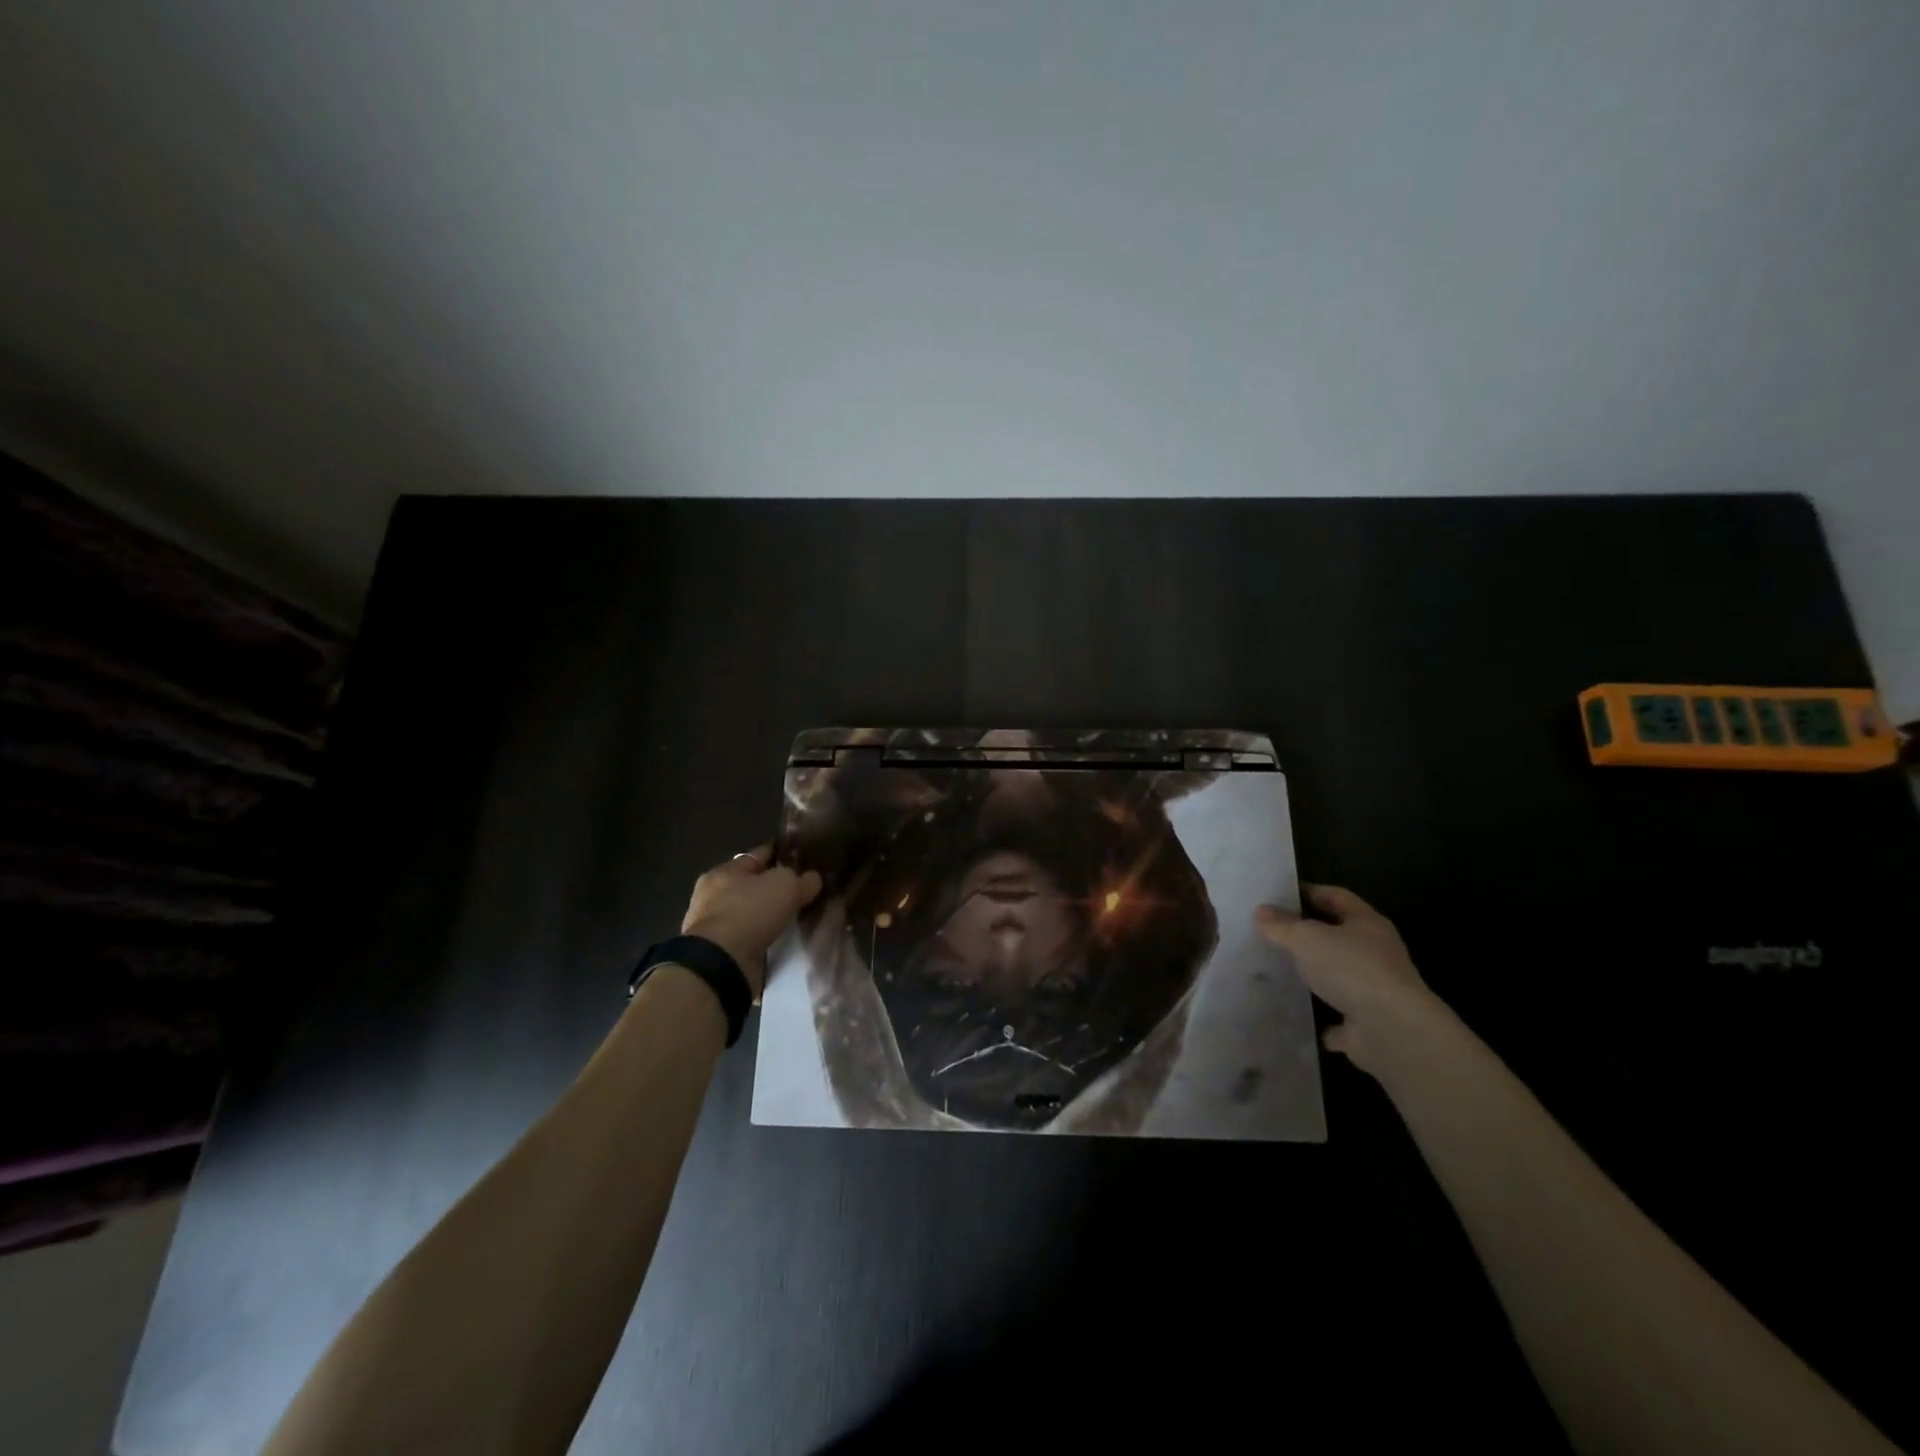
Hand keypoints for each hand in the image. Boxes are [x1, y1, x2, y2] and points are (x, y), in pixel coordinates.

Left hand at [681, 845, 822, 996]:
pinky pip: (750, 936)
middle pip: (753, 885)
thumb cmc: (749, 912)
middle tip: (805, 890)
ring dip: (770, 915)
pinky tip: (784, 938)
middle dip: (776, 887)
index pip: (759, 855)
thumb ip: (802, 879)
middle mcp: (714, 895)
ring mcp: (715, 925)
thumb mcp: (785, 885)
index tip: (804, 857)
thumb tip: (813, 879)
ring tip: (798, 917)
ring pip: (752, 912)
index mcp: (724, 871)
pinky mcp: (720, 951)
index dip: (782, 854)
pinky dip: (765, 936)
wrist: (722, 963)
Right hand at [1255, 884, 1446, 1075]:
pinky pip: (1341, 1019)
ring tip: (1279, 973)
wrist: (1393, 1031)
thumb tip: (1261, 911)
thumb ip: (1281, 925)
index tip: (1278, 895)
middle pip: (1338, 937)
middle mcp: (1377, 954)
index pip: (1336, 897)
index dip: (1308, 892)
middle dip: (1308, 936)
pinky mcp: (1370, 1025)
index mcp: (1367, 924)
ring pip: (1340, 977)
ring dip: (1315, 977)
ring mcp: (1376, 991)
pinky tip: (1299, 1016)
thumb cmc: (1351, 969)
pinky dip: (1324, 1019)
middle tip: (1272, 933)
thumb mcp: (1306, 938)